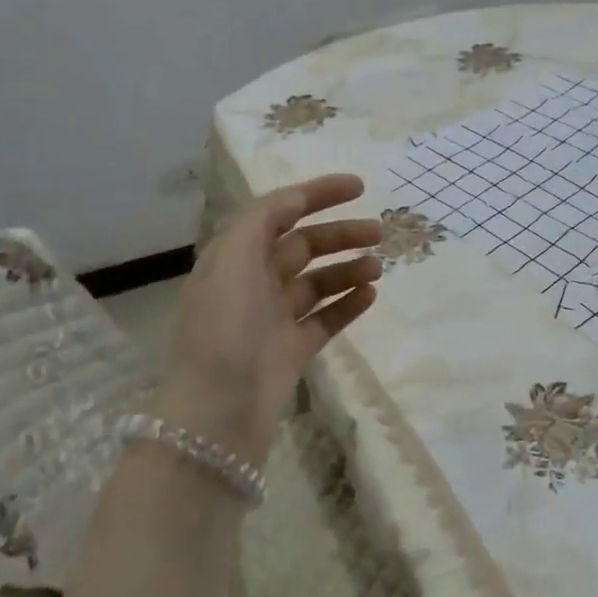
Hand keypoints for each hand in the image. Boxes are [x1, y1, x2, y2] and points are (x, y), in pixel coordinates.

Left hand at [154, 174, 381, 462]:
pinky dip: (348, 303)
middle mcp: (253, 282)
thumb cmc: (224, 326)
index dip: (317, 194)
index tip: (359, 187)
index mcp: (235, 256)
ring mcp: (274, 317)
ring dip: (348, 268)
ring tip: (378, 266)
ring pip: (318, 282)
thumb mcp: (233, 258)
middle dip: (340, 234)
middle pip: (304, 246)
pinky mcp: (292, 349)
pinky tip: (371, 294)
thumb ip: (262, 219)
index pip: (280, 211)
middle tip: (379, 232)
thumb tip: (293, 200)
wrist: (218, 410)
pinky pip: (326, 318)